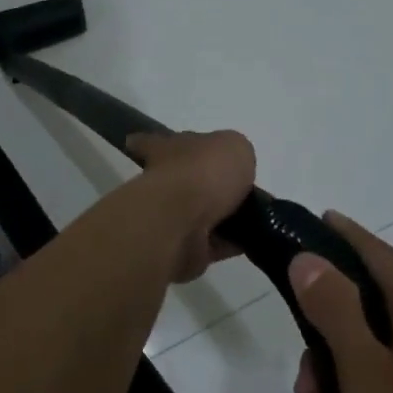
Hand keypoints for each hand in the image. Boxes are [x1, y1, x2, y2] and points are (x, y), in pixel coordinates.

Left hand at [126, 130, 255, 282]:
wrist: (184, 222)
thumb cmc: (204, 171)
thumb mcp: (233, 146)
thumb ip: (234, 154)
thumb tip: (233, 169)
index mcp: (167, 150)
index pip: (154, 143)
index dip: (152, 143)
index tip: (140, 145)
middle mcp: (164, 183)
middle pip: (183, 181)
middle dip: (203, 184)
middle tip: (234, 188)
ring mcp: (171, 219)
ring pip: (200, 214)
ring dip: (220, 216)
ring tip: (251, 215)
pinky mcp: (185, 249)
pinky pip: (213, 243)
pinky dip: (230, 242)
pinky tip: (250, 238)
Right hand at [289, 213, 392, 392]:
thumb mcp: (367, 376)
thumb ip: (335, 312)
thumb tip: (309, 258)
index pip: (377, 254)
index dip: (343, 235)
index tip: (312, 222)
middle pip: (366, 314)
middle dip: (323, 345)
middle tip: (301, 390)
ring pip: (373, 360)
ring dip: (336, 390)